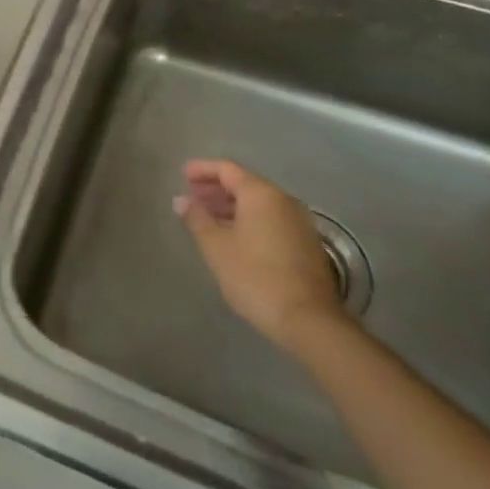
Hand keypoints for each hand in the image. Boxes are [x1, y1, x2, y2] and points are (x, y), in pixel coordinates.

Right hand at [176, 159, 346, 357]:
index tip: (182, 174)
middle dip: (216, 188)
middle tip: (192, 196)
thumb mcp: (217, 247)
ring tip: (208, 217)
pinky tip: (234, 237)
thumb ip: (197, 219)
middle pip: (245, 184)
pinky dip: (249, 219)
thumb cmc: (255, 276)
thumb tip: (181, 200)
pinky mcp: (306, 243)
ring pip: (259, 203)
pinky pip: (271, 219)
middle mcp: (283, 200)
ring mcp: (299, 221)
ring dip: (232, 206)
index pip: (227, 169)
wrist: (308, 319)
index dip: (203, 169)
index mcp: (261, 194)